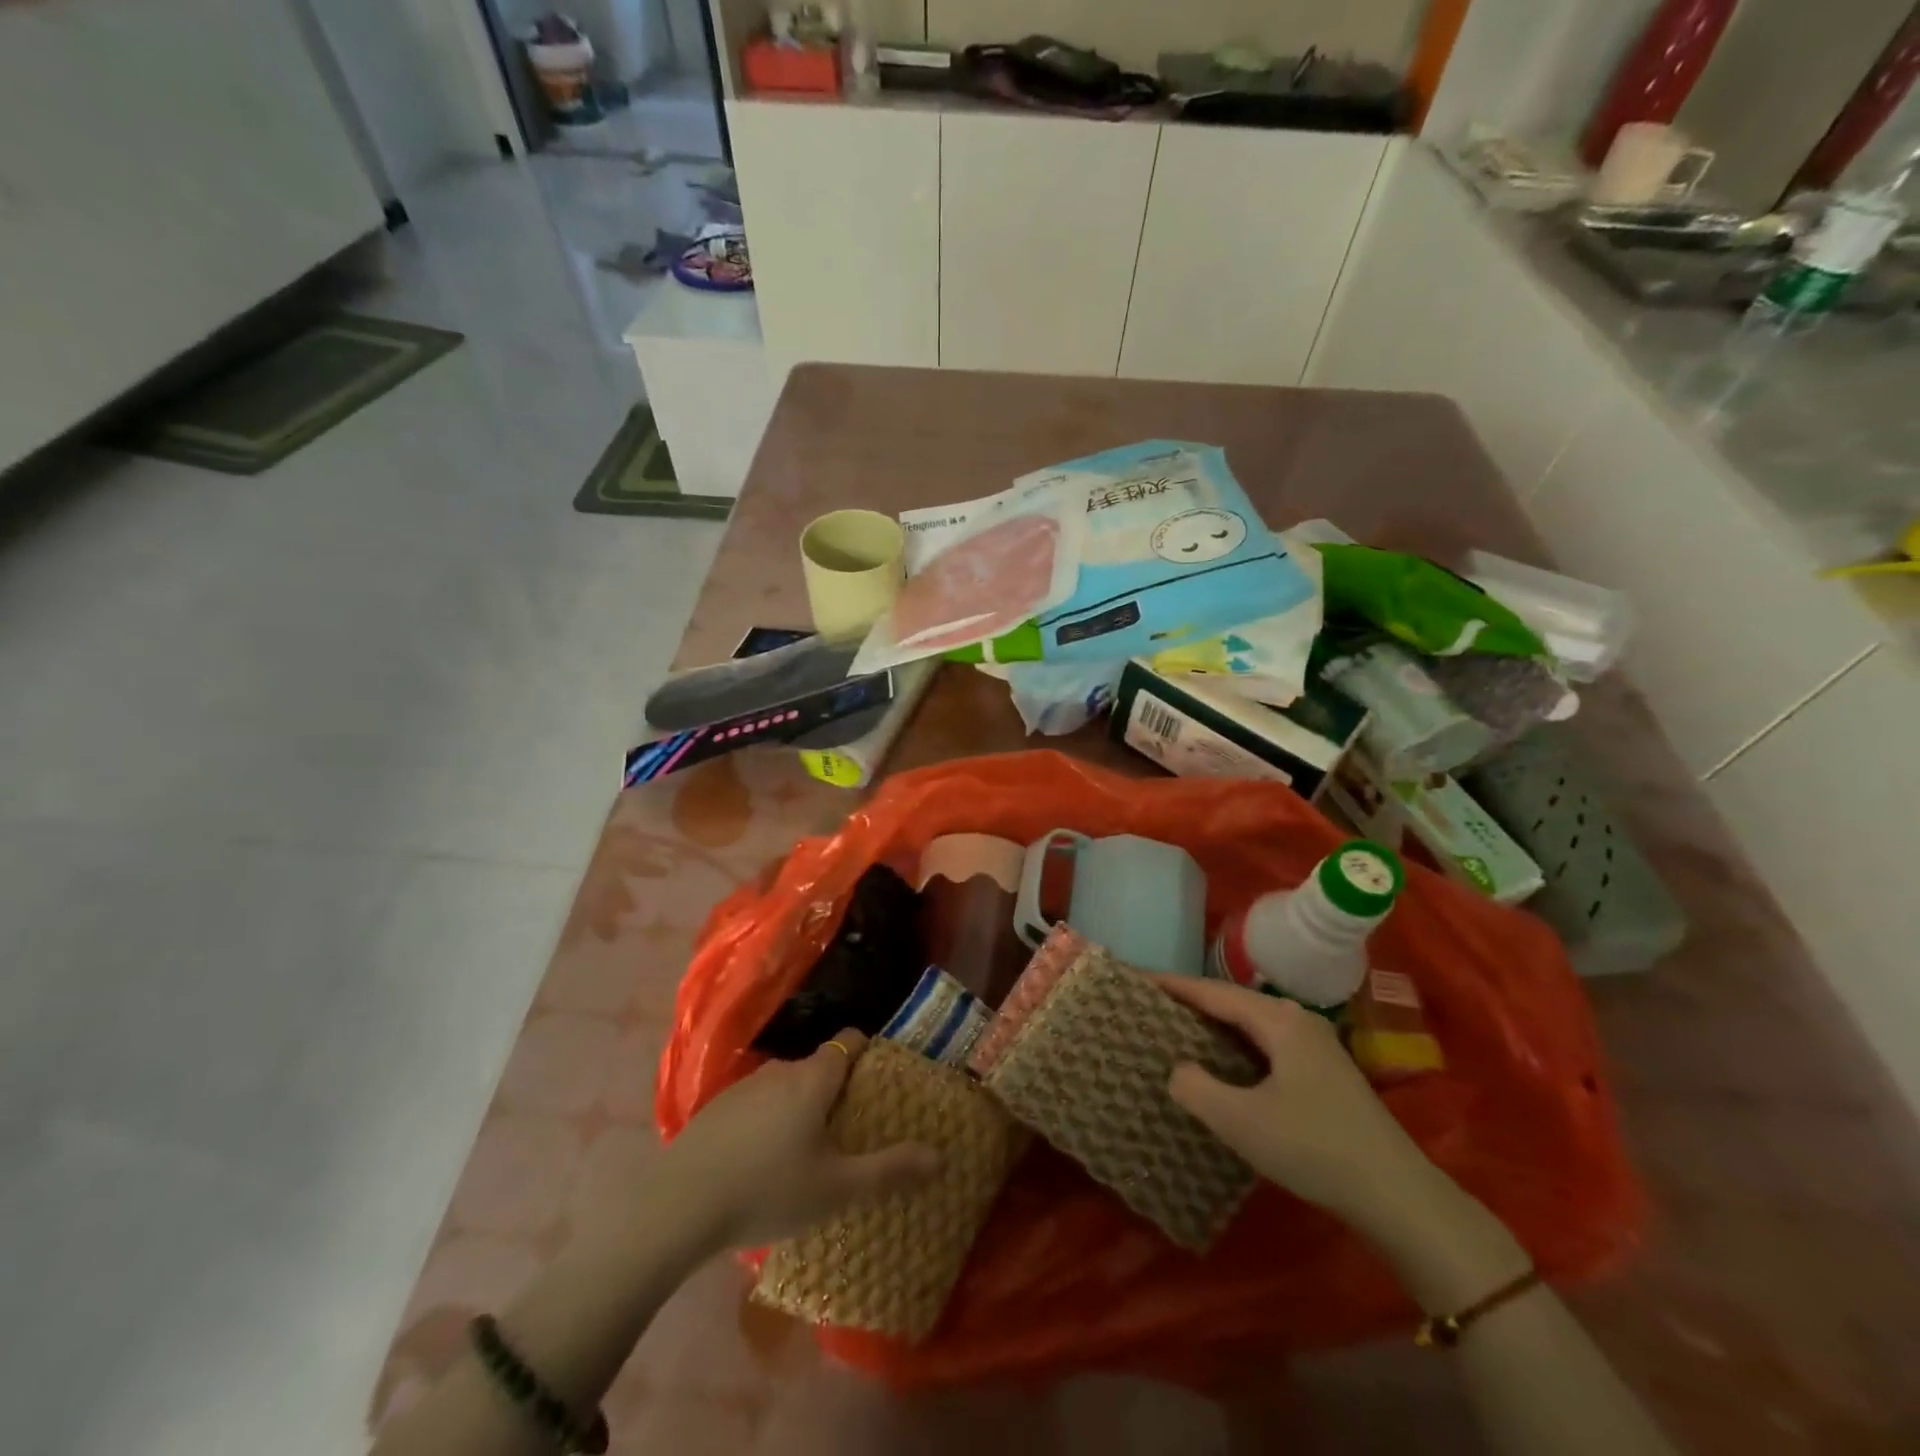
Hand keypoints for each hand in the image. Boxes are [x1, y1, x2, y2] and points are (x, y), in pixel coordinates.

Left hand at [662, 1030, 940, 1250]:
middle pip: (818, 1068)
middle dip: (836, 1092)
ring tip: (806, 1155)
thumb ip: (890, 1169)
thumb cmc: (769, 1189)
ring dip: (800, 1110)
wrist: (678, 1206)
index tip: (879, 1082)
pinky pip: (756, 1107)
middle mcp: (780, 1071)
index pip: (849, 1042)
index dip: (868, 1053)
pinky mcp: (714, 1111)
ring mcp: (743, 1088)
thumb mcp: (838, 1188)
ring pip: (785, 1088)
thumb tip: (941, 1156)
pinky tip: (762, 1166)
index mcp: (814, 1078)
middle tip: (848, 1132)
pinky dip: (768, 1124)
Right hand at [1156, 977, 1436, 1231]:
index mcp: (1278, 1021)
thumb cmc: (1314, 1148)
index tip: (1139, 978)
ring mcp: (1316, 1046)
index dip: (1175, 985)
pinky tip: (1224, 1065)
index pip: (1214, 992)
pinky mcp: (1324, 1073)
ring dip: (1216, 1026)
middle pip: (1233, 1002)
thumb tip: (1177, 1069)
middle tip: (1152, 1006)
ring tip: (1178, 1030)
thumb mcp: (1241, 1121)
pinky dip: (1237, 1046)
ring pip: (1252, 1024)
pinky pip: (1267, 1044)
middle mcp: (1297, 1021)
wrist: (1397, 1195)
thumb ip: (1196, 1088)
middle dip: (1193, 1002)